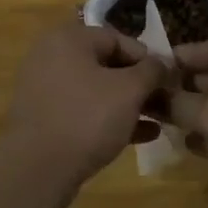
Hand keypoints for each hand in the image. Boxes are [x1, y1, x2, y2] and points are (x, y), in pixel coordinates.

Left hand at [4, 23, 169, 186]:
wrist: (37, 169)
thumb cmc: (87, 118)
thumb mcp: (129, 90)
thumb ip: (152, 70)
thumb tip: (163, 63)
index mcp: (68, 39)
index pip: (118, 39)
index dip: (148, 58)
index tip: (169, 80)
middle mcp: (51, 56)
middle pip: (107, 64)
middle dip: (139, 84)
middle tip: (165, 102)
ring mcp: (44, 89)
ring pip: (97, 90)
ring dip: (128, 104)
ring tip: (158, 120)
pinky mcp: (44, 118)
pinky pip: (83, 111)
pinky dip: (110, 119)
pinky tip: (141, 136)